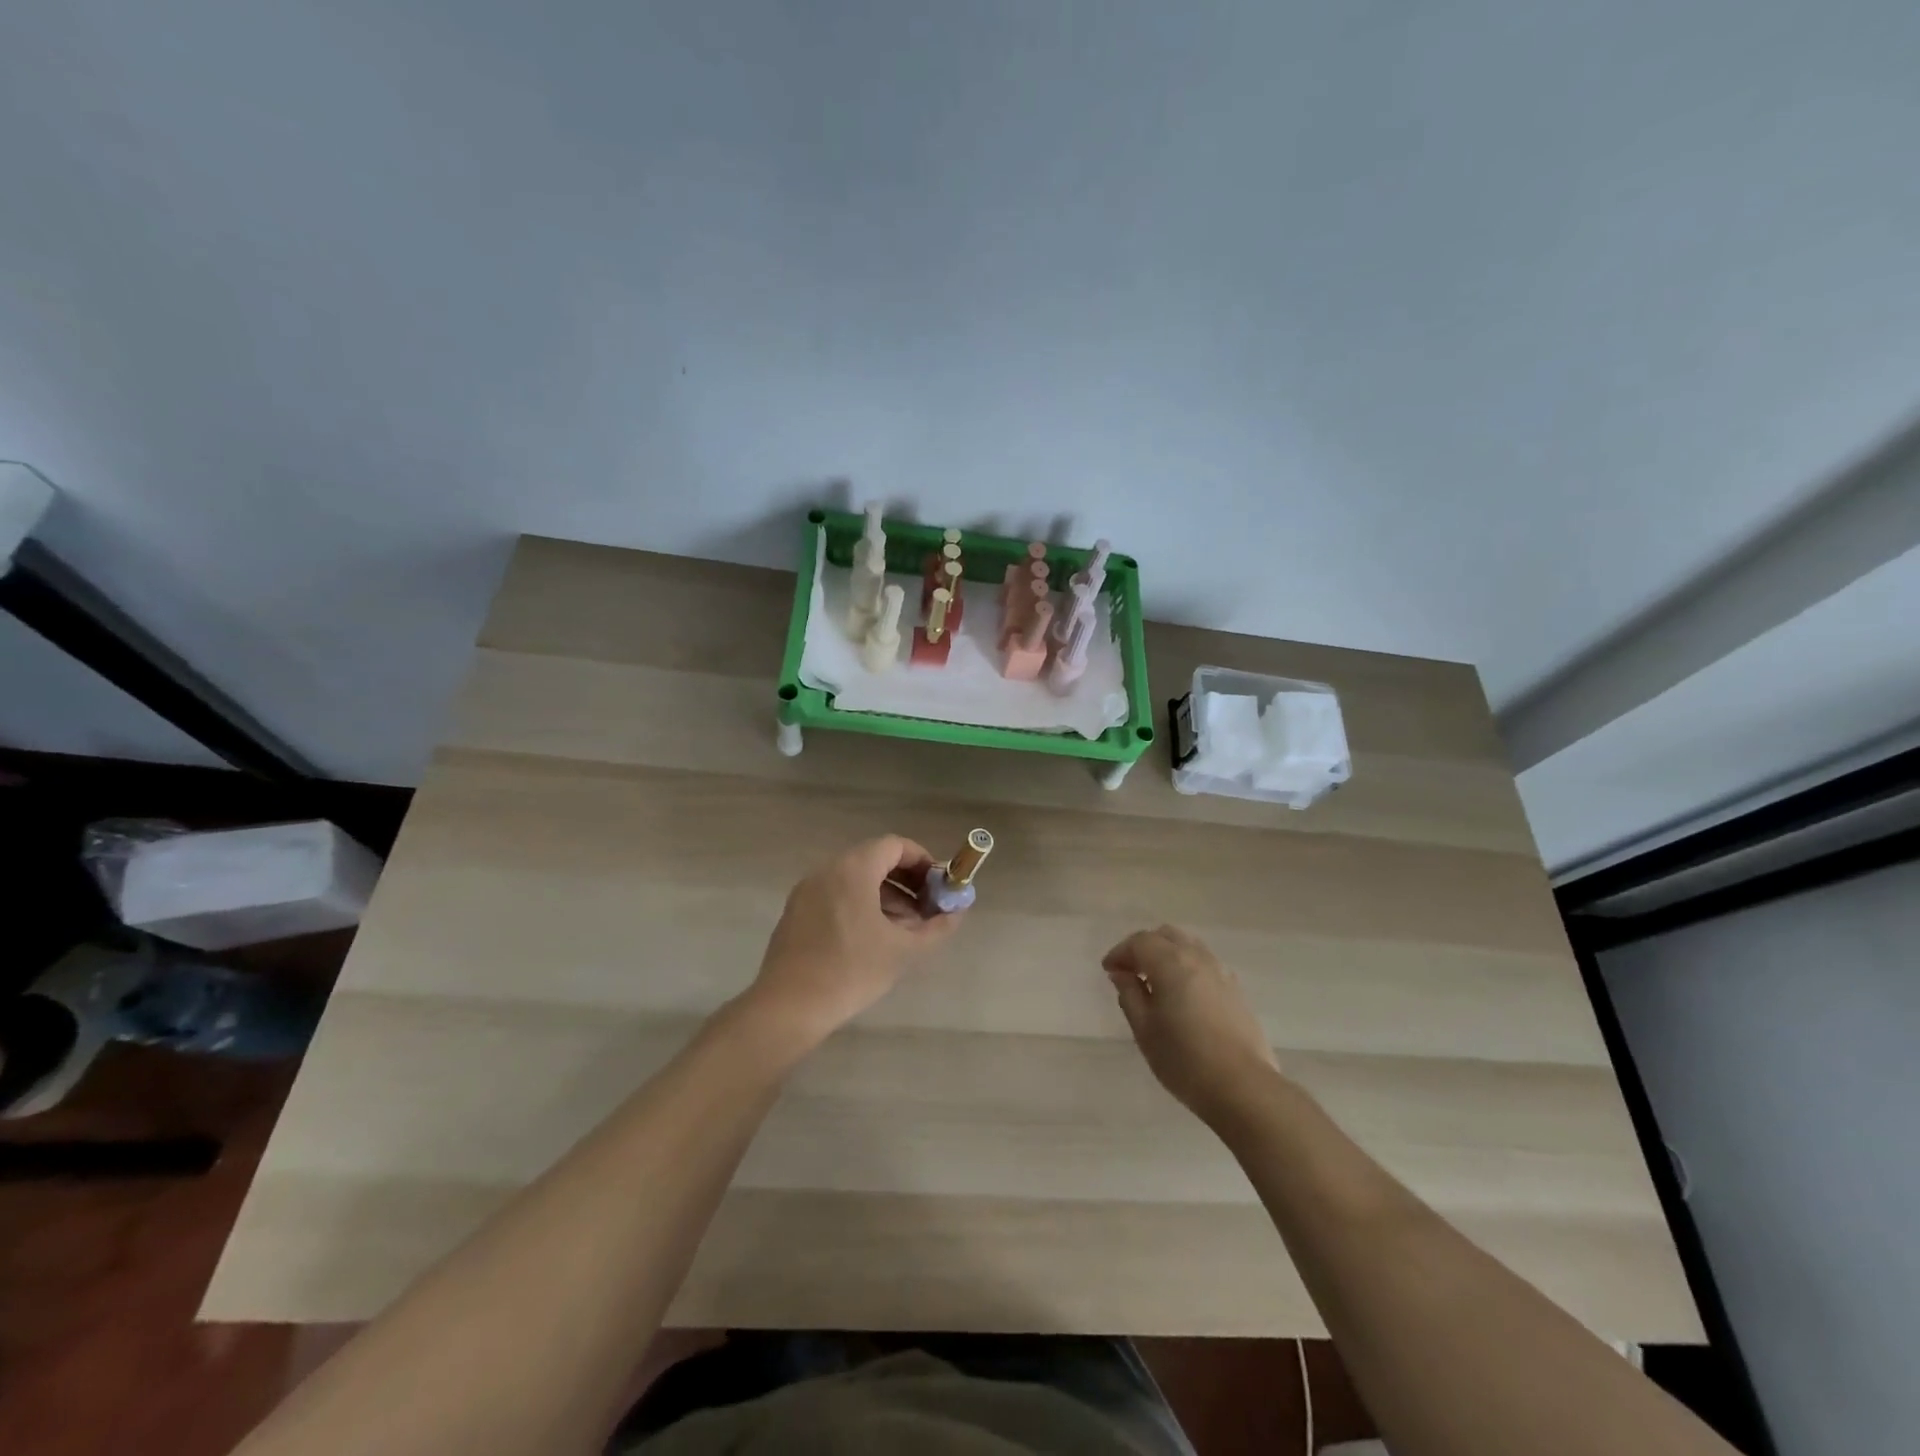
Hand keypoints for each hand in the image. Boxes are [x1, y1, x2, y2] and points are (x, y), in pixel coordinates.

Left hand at [744, 835, 963, 1048]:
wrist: (789, 1007)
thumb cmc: (851, 971)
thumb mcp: (903, 950)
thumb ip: (936, 927)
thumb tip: (957, 913)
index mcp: (853, 870)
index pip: (895, 846)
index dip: (922, 861)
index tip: (939, 886)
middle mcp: (827, 870)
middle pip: (874, 860)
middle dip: (906, 881)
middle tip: (927, 907)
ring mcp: (807, 890)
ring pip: (855, 879)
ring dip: (885, 895)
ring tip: (905, 927)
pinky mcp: (796, 911)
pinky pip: (836, 894)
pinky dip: (860, 904)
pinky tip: (873, 937)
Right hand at [1104, 925, 1280, 1124]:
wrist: (1243, 1088)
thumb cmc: (1184, 1060)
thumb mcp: (1145, 1030)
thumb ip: (1130, 995)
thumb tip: (1122, 974)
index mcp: (1171, 963)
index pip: (1140, 942)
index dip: (1120, 952)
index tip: (1109, 971)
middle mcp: (1198, 958)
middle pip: (1166, 935)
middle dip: (1144, 947)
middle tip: (1130, 972)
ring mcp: (1221, 972)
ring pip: (1189, 946)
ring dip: (1168, 954)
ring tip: (1157, 982)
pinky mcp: (1237, 990)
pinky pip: (1206, 964)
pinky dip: (1188, 967)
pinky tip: (1184, 995)